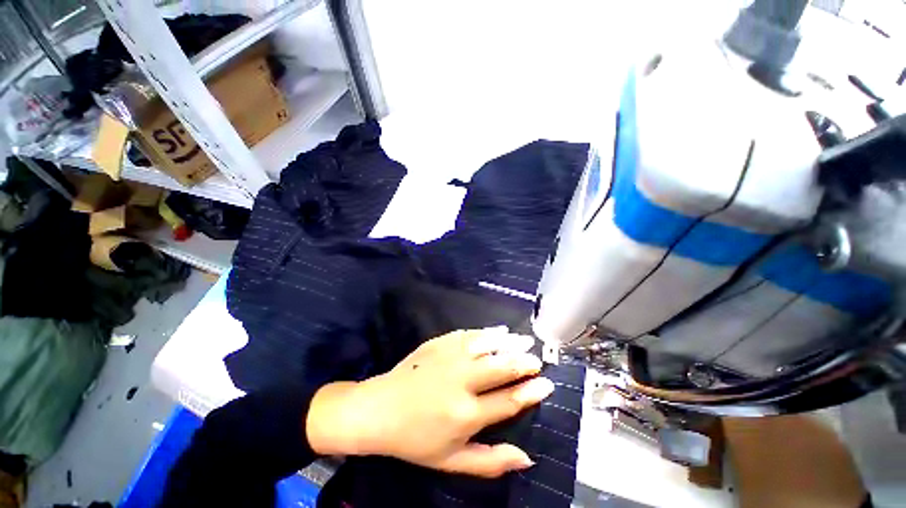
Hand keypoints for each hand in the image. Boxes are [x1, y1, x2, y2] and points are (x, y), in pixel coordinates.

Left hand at [306, 327, 554, 477]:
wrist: (380, 409)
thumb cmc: (416, 439)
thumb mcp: (452, 461)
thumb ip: (491, 462)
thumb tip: (526, 457)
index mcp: (466, 414)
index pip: (509, 400)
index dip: (532, 391)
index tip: (547, 383)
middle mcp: (461, 381)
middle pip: (502, 367)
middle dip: (524, 362)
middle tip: (537, 360)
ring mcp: (449, 357)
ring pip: (488, 345)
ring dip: (510, 342)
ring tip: (526, 342)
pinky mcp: (439, 342)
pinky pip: (469, 334)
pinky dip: (487, 332)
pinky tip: (498, 331)